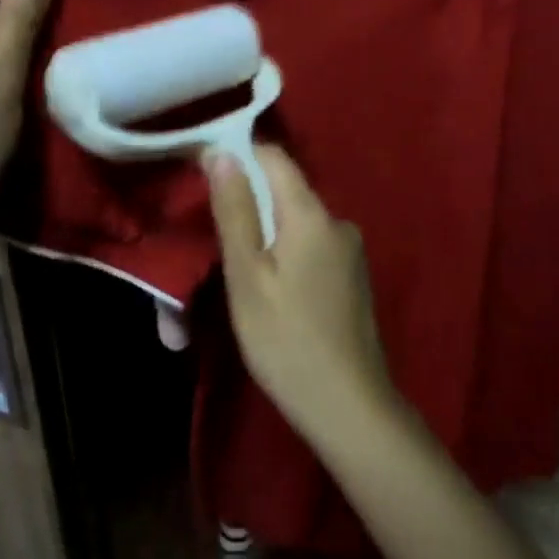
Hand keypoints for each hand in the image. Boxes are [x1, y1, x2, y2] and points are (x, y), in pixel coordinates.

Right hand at [205, 145, 395, 446]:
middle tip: (214, 231)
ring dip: (268, 229)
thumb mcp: (247, 276)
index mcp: (312, 213)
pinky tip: (274, 286)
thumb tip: (222, 152)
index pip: (274, 156)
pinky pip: (312, 243)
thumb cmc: (286, 340)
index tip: (204, 171)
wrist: (349, 406)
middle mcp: (338, 220)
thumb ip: (236, 211)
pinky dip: (287, 250)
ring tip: (240, 265)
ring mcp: (351, 249)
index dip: (239, 155)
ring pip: (298, 219)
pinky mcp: (354, 275)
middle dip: (249, 199)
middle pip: (286, 189)